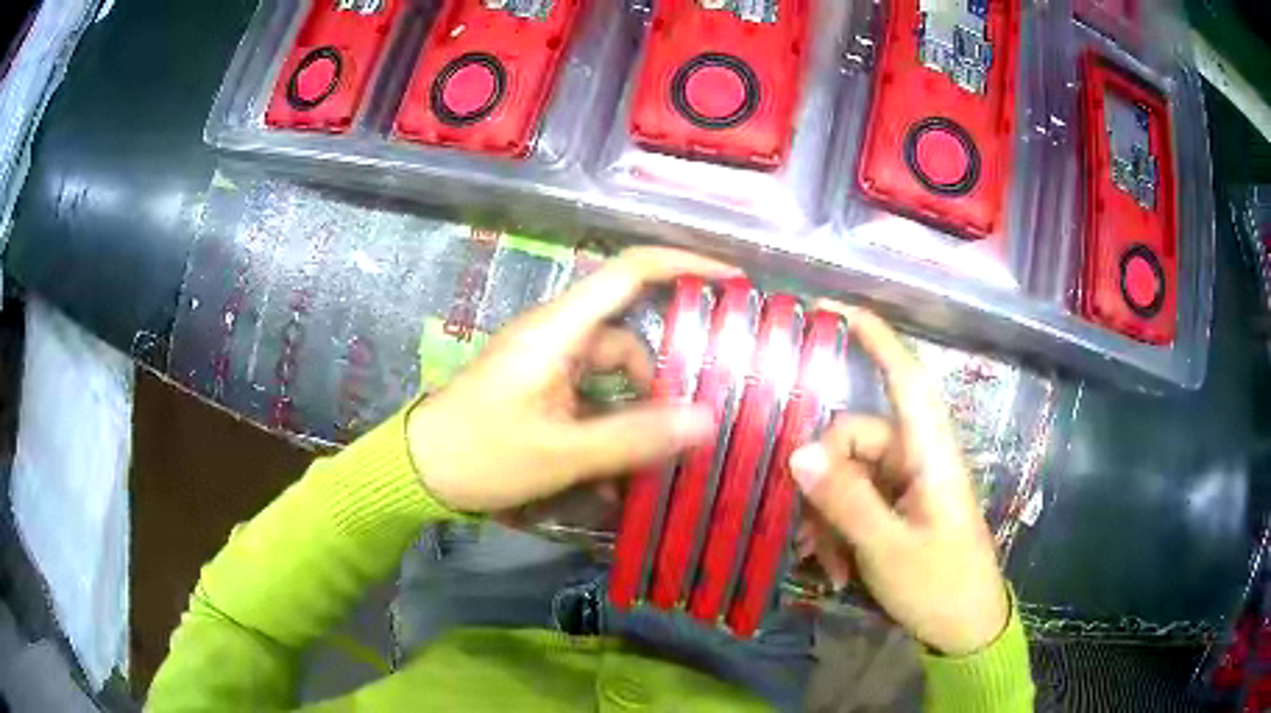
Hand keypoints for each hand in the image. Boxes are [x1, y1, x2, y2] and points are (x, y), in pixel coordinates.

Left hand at [406, 247, 738, 512]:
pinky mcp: (539, 389)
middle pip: (627, 339)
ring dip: (632, 414)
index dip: (683, 264)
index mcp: (559, 330)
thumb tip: (707, 419)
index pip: (629, 272)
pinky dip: (607, 425)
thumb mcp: (562, 452)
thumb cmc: (480, 453)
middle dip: (660, 379)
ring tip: (649, 463)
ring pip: (610, 376)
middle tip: (692, 422)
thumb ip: (635, 436)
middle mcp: (556, 336)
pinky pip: (589, 397)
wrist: (418, 471)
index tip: (732, 280)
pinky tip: (614, 473)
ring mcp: (546, 363)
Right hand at [789, 307, 1008, 656]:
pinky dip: (837, 529)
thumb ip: (845, 500)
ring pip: (847, 476)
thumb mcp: (888, 548)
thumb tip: (796, 453)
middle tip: (808, 533)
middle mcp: (916, 459)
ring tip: (826, 563)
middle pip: (854, 439)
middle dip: (823, 482)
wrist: (964, 628)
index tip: (835, 310)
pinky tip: (834, 567)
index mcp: (930, 454)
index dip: (877, 340)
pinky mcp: (897, 509)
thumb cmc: (940, 584)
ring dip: (827, 516)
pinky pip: (854, 502)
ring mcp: (906, 485)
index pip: (907, 380)